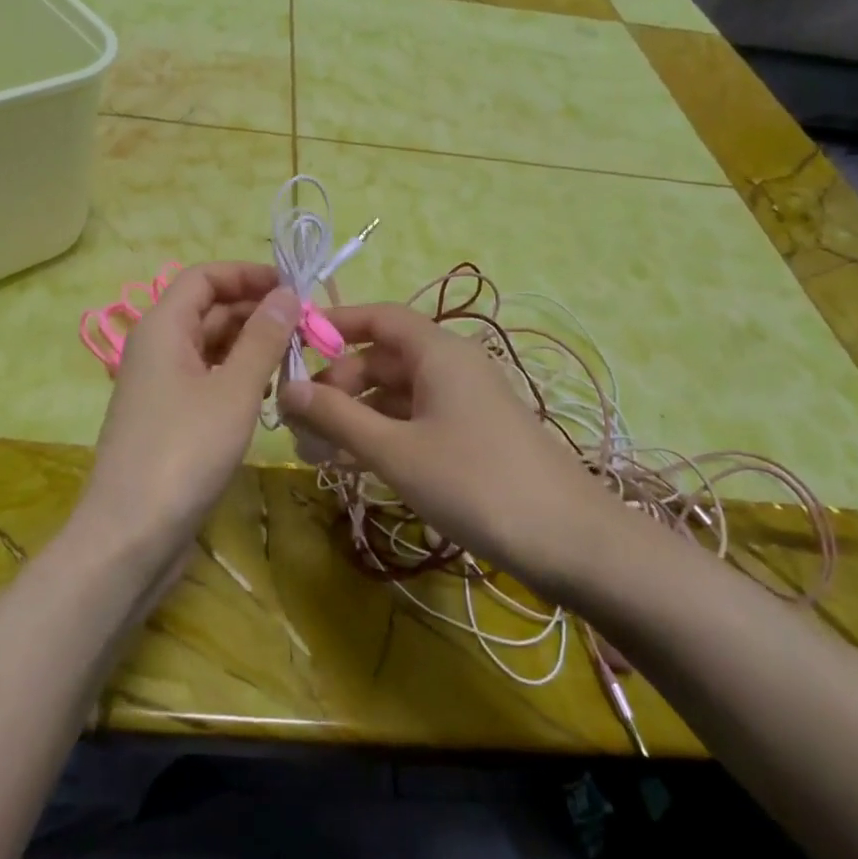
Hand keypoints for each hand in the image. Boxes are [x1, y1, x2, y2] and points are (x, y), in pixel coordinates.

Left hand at [78, 263, 298, 571]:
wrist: (130, 535)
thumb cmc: (184, 451)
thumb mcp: (234, 390)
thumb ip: (263, 337)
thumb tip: (287, 292)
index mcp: (163, 327)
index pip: (204, 277)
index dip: (247, 274)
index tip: (293, 287)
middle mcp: (157, 347)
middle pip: (209, 309)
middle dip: (256, 311)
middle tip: (307, 327)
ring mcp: (161, 384)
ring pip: (211, 346)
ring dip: (251, 345)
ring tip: (297, 357)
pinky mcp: (169, 417)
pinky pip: (207, 378)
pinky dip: (238, 375)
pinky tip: (270, 390)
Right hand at [280, 303, 613, 583]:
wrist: (571, 541)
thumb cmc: (475, 483)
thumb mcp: (395, 451)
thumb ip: (337, 416)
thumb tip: (285, 387)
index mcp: (438, 352)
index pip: (379, 317)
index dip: (336, 323)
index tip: (293, 344)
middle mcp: (452, 366)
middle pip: (383, 359)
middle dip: (337, 384)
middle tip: (297, 421)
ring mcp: (465, 402)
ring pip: (397, 395)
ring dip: (355, 415)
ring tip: (314, 450)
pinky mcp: (472, 435)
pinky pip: (416, 421)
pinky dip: (382, 435)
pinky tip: (353, 463)